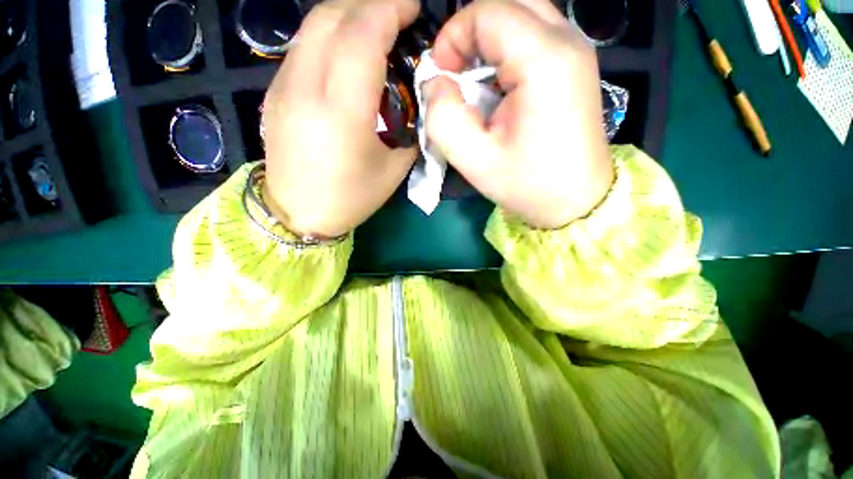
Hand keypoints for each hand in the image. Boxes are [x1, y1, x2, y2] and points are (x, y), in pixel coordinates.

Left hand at [261, 0, 419, 237]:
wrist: (298, 213)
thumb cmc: (351, 198)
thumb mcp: (393, 169)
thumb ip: (409, 129)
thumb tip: (417, 100)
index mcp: (341, 113)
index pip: (361, 35)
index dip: (390, 9)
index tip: (412, 8)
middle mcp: (305, 89)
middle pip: (332, 16)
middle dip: (370, 3)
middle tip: (397, 16)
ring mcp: (284, 86)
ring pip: (313, 25)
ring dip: (349, 14)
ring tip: (375, 29)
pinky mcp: (276, 92)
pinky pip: (304, 45)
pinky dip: (330, 34)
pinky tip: (348, 51)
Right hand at [424, 0, 613, 228]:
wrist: (576, 200)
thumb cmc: (527, 185)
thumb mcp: (474, 160)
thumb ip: (443, 117)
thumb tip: (436, 83)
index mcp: (544, 60)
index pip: (488, 11)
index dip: (453, 36)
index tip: (441, 75)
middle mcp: (567, 42)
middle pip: (508, 3)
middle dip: (472, 32)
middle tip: (457, 73)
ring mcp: (576, 51)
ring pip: (522, 15)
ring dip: (489, 42)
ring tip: (476, 84)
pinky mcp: (575, 66)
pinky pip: (535, 36)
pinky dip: (507, 51)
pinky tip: (499, 88)